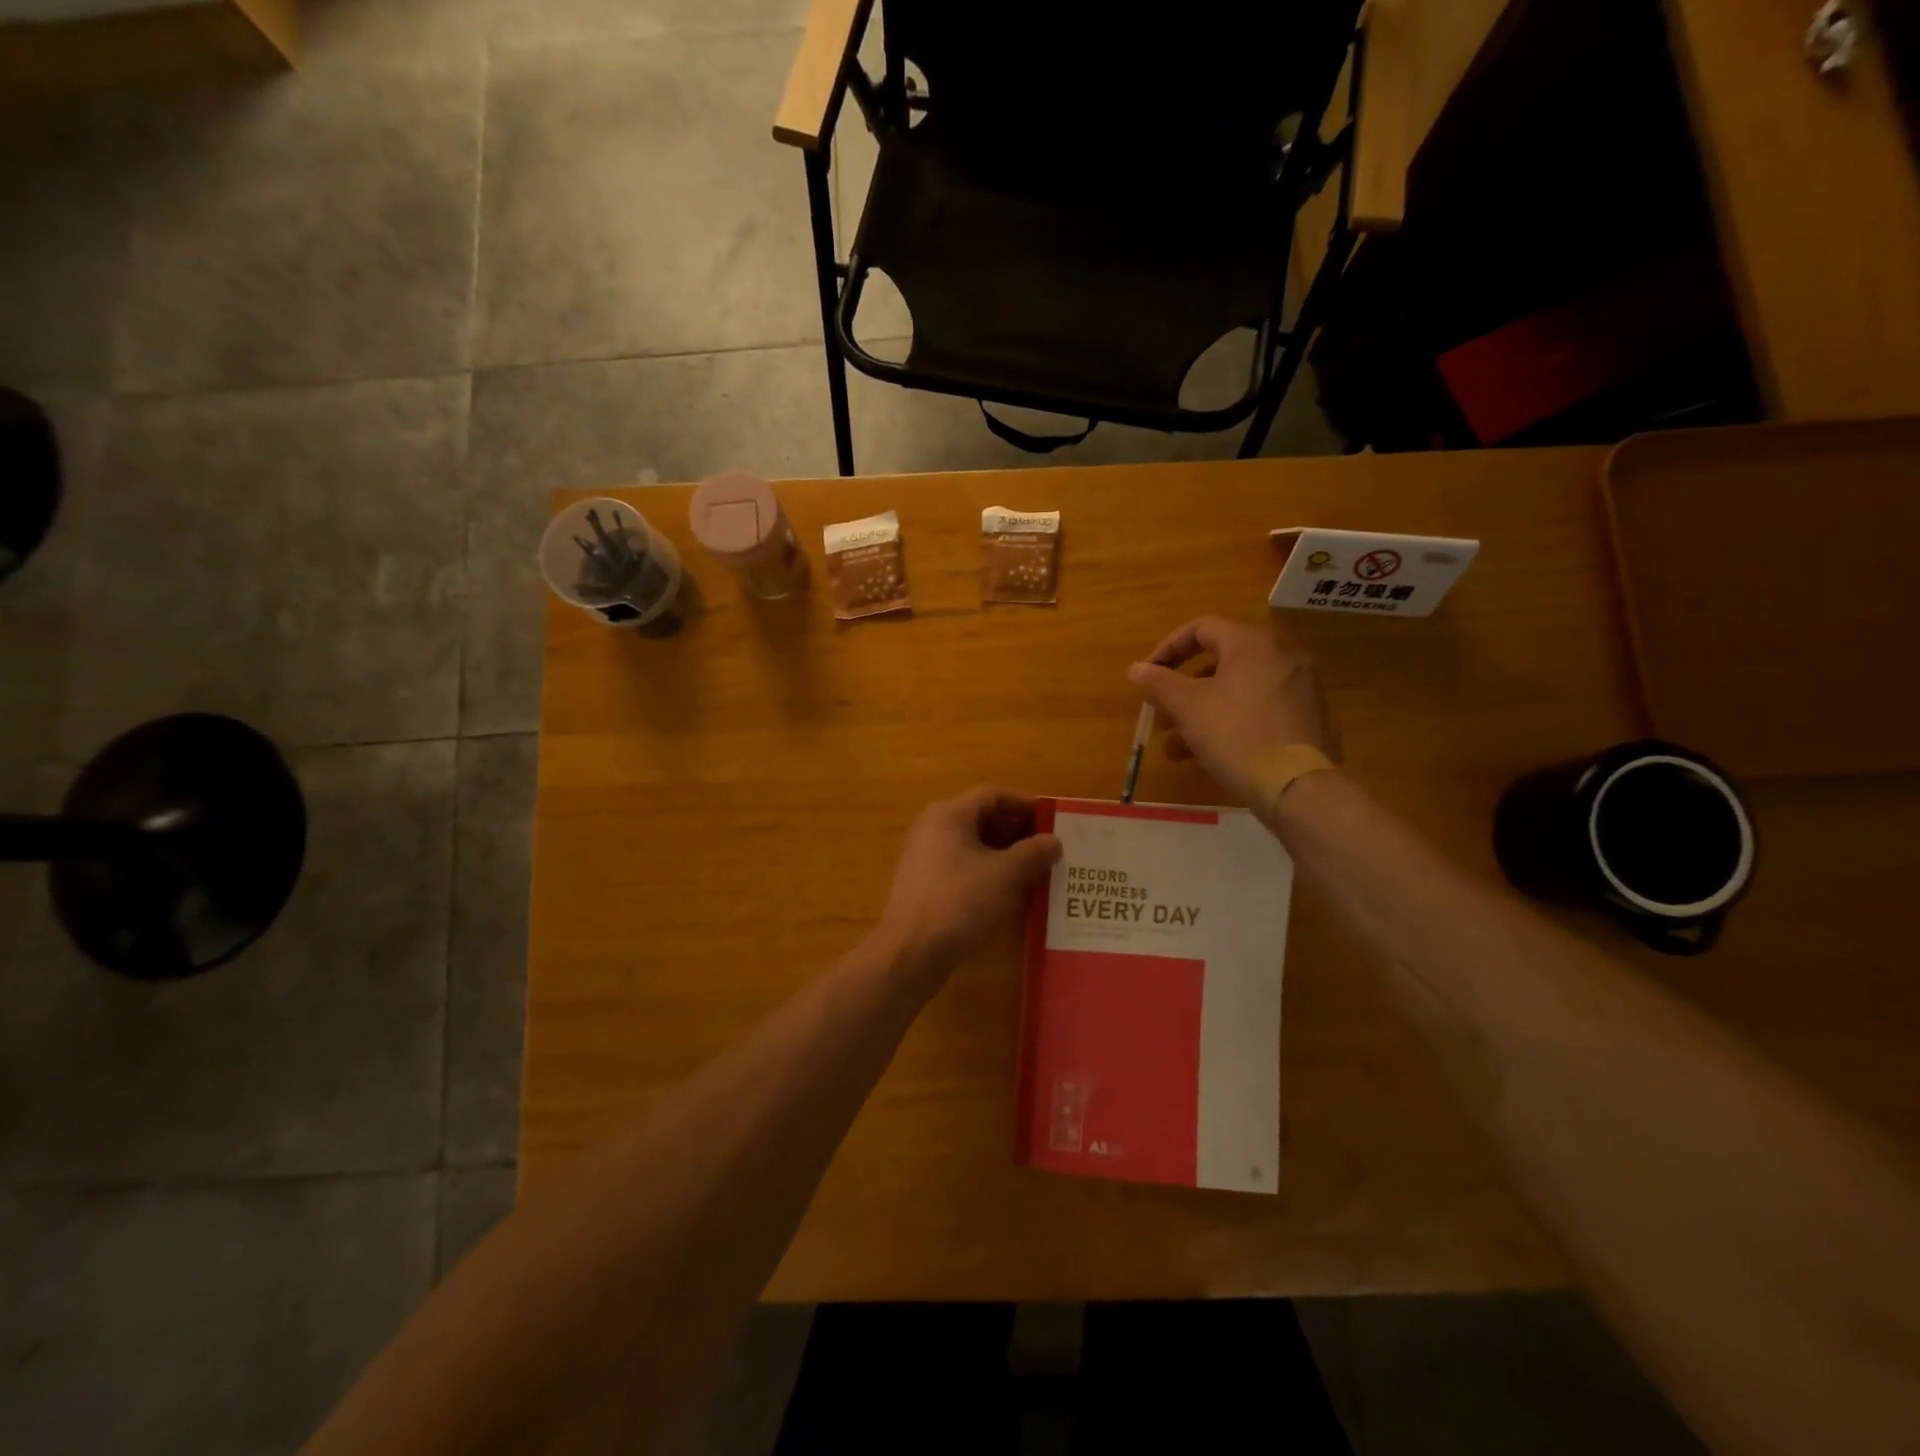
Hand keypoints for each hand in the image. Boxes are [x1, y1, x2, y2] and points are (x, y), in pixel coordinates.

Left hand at [877, 788, 1062, 981]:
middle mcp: (932, 828)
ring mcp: (924, 857)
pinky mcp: (923, 884)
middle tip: (1047, 849)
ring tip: (1034, 872)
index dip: (1024, 804)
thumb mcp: (1006, 875)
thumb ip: (1033, 853)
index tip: (1051, 821)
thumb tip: (1053, 841)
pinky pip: (961, 867)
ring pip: (972, 846)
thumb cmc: (960, 901)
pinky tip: (1008, 894)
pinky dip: (986, 873)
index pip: (993, 796)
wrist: (911, 951)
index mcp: (949, 814)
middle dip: (1016, 833)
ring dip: (1003, 855)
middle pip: (981, 819)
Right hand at [1126, 617, 1338, 806]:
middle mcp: (1282, 656)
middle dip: (1183, 691)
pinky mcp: (1308, 720)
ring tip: (1176, 750)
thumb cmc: (1236, 735)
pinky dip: (1231, 724)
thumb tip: (1136, 668)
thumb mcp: (1187, 707)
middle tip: (1161, 717)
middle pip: (1220, 662)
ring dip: (1202, 714)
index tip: (1148, 676)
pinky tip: (1210, 757)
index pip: (1201, 627)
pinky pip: (1259, 712)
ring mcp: (1301, 689)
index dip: (1168, 648)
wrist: (1298, 787)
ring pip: (1238, 692)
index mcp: (1252, 643)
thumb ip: (1159, 682)